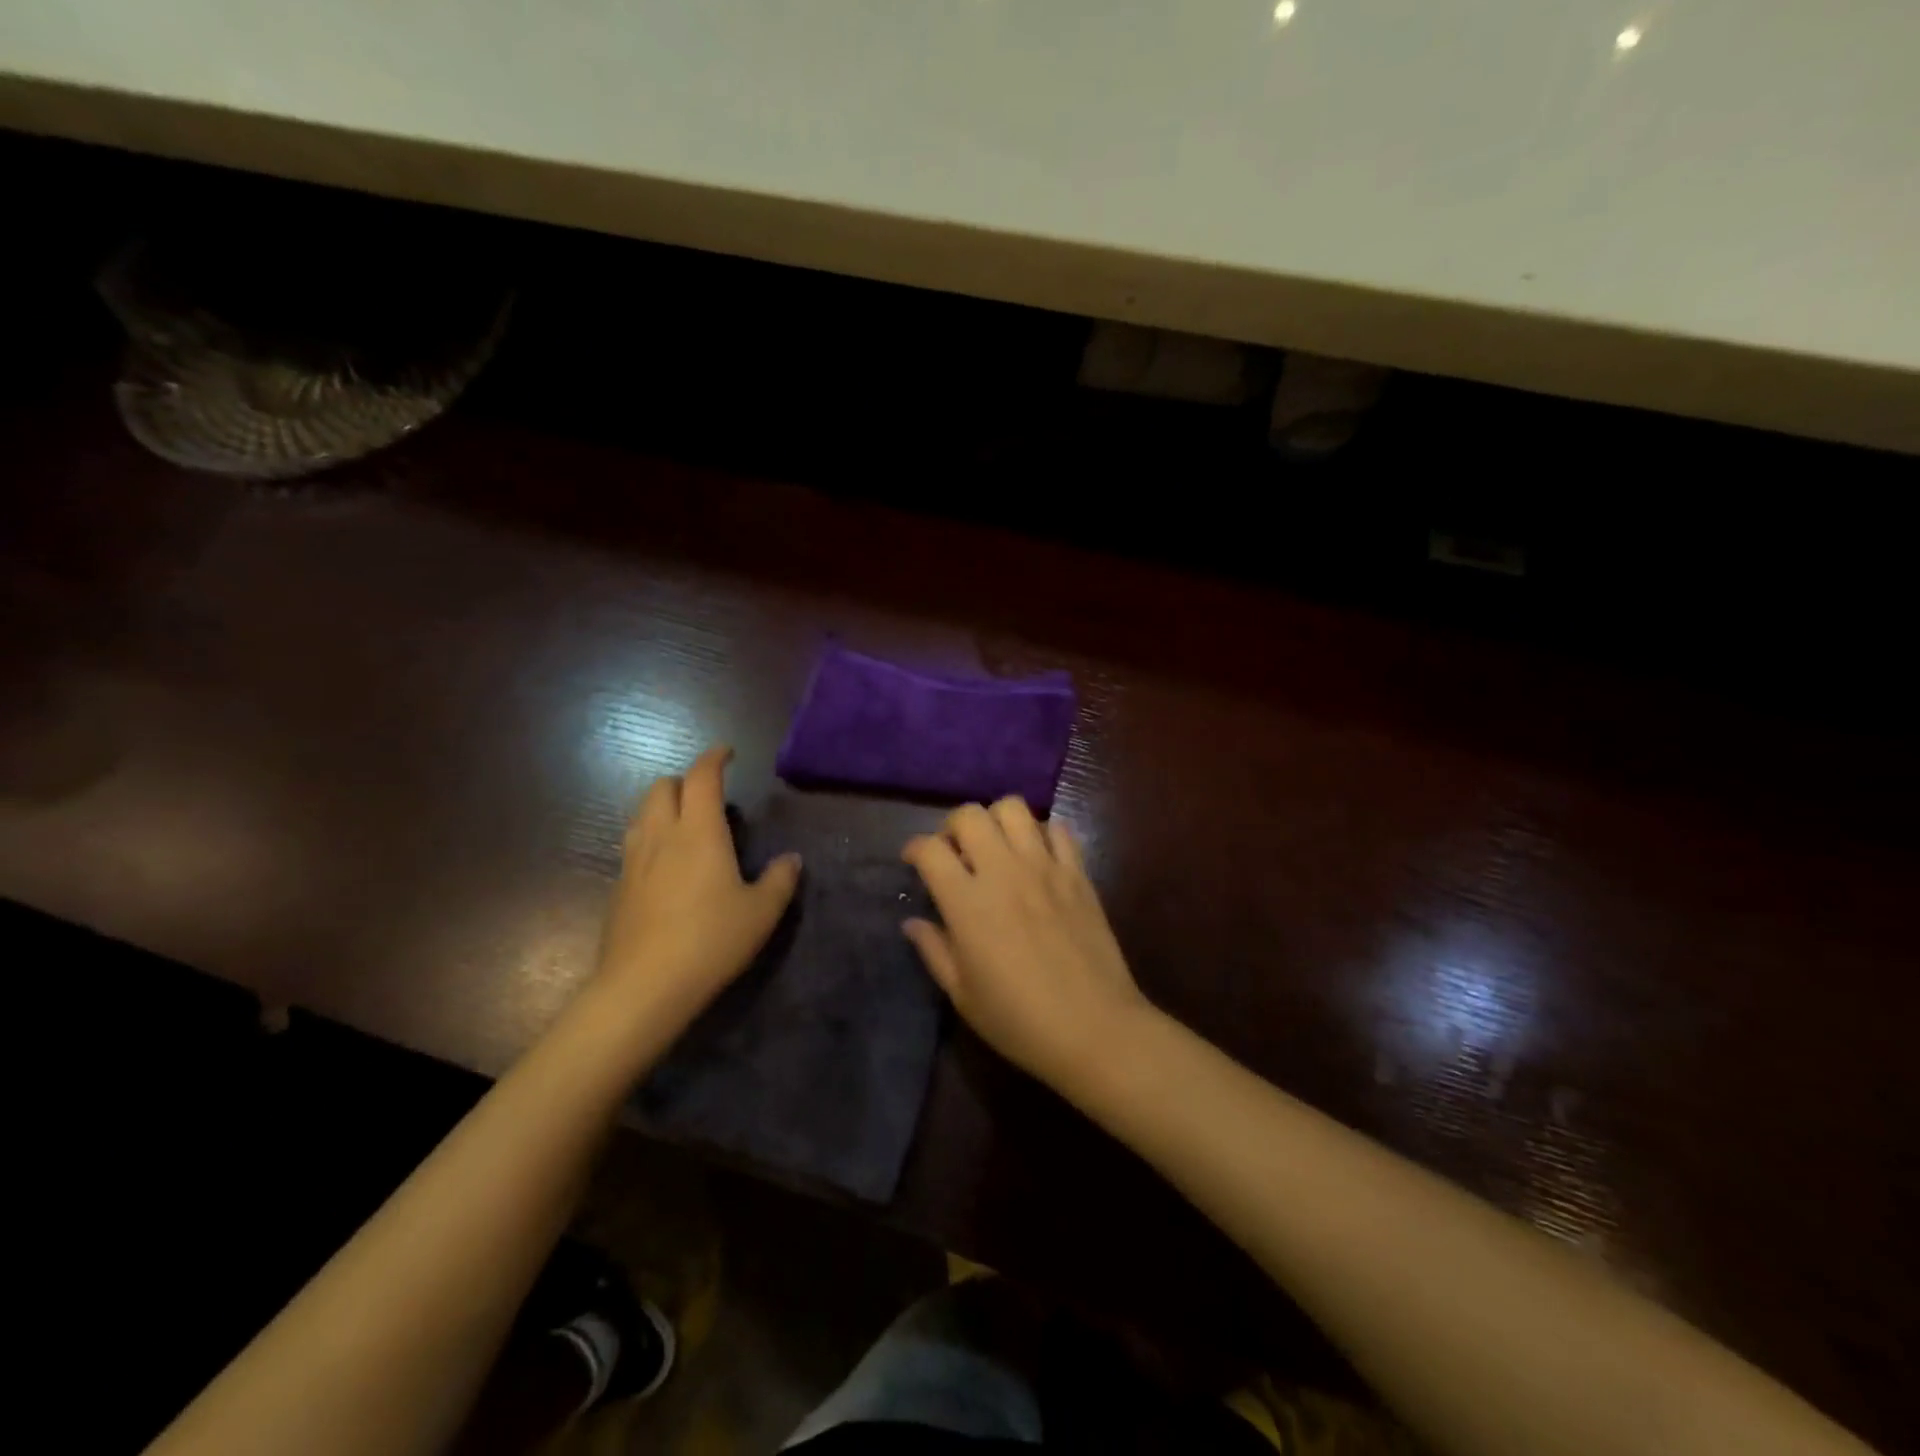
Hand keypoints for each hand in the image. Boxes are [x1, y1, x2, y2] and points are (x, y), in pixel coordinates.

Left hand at [595, 746, 800, 1032]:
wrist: (643, 987)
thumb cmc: (710, 940)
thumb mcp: (761, 912)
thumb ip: (780, 879)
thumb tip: (791, 859)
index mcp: (699, 832)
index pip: (701, 777)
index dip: (714, 758)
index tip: (727, 753)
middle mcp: (661, 836)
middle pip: (662, 788)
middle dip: (685, 781)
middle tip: (709, 797)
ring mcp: (634, 861)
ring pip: (642, 814)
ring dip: (663, 807)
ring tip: (687, 825)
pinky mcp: (619, 887)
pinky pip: (634, 844)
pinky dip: (652, 837)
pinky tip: (667, 865)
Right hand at [903, 798, 1149, 1087]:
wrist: (1095, 1029)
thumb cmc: (1019, 1021)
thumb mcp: (963, 995)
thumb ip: (934, 951)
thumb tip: (913, 922)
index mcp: (968, 903)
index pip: (930, 849)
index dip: (914, 848)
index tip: (914, 861)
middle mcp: (1004, 872)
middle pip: (969, 815)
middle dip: (953, 826)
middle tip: (956, 853)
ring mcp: (1045, 867)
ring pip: (1013, 808)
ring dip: (996, 820)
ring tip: (996, 848)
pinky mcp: (1078, 873)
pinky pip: (1058, 829)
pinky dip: (1042, 833)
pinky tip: (1037, 857)